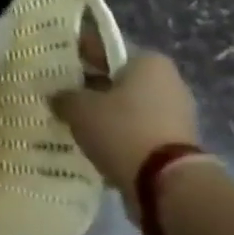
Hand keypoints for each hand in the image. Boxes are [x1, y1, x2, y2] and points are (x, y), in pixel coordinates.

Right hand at [50, 52, 202, 218]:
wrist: (167, 185)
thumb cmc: (122, 130)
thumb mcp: (79, 108)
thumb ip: (64, 96)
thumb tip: (58, 97)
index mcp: (148, 61)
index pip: (106, 49)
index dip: (79, 55)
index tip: (57, 66)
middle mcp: (168, 81)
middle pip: (118, 78)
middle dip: (92, 87)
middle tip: (61, 96)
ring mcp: (176, 114)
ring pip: (127, 106)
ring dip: (104, 113)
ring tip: (74, 122)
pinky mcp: (176, 143)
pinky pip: (137, 130)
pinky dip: (118, 135)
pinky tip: (94, 143)